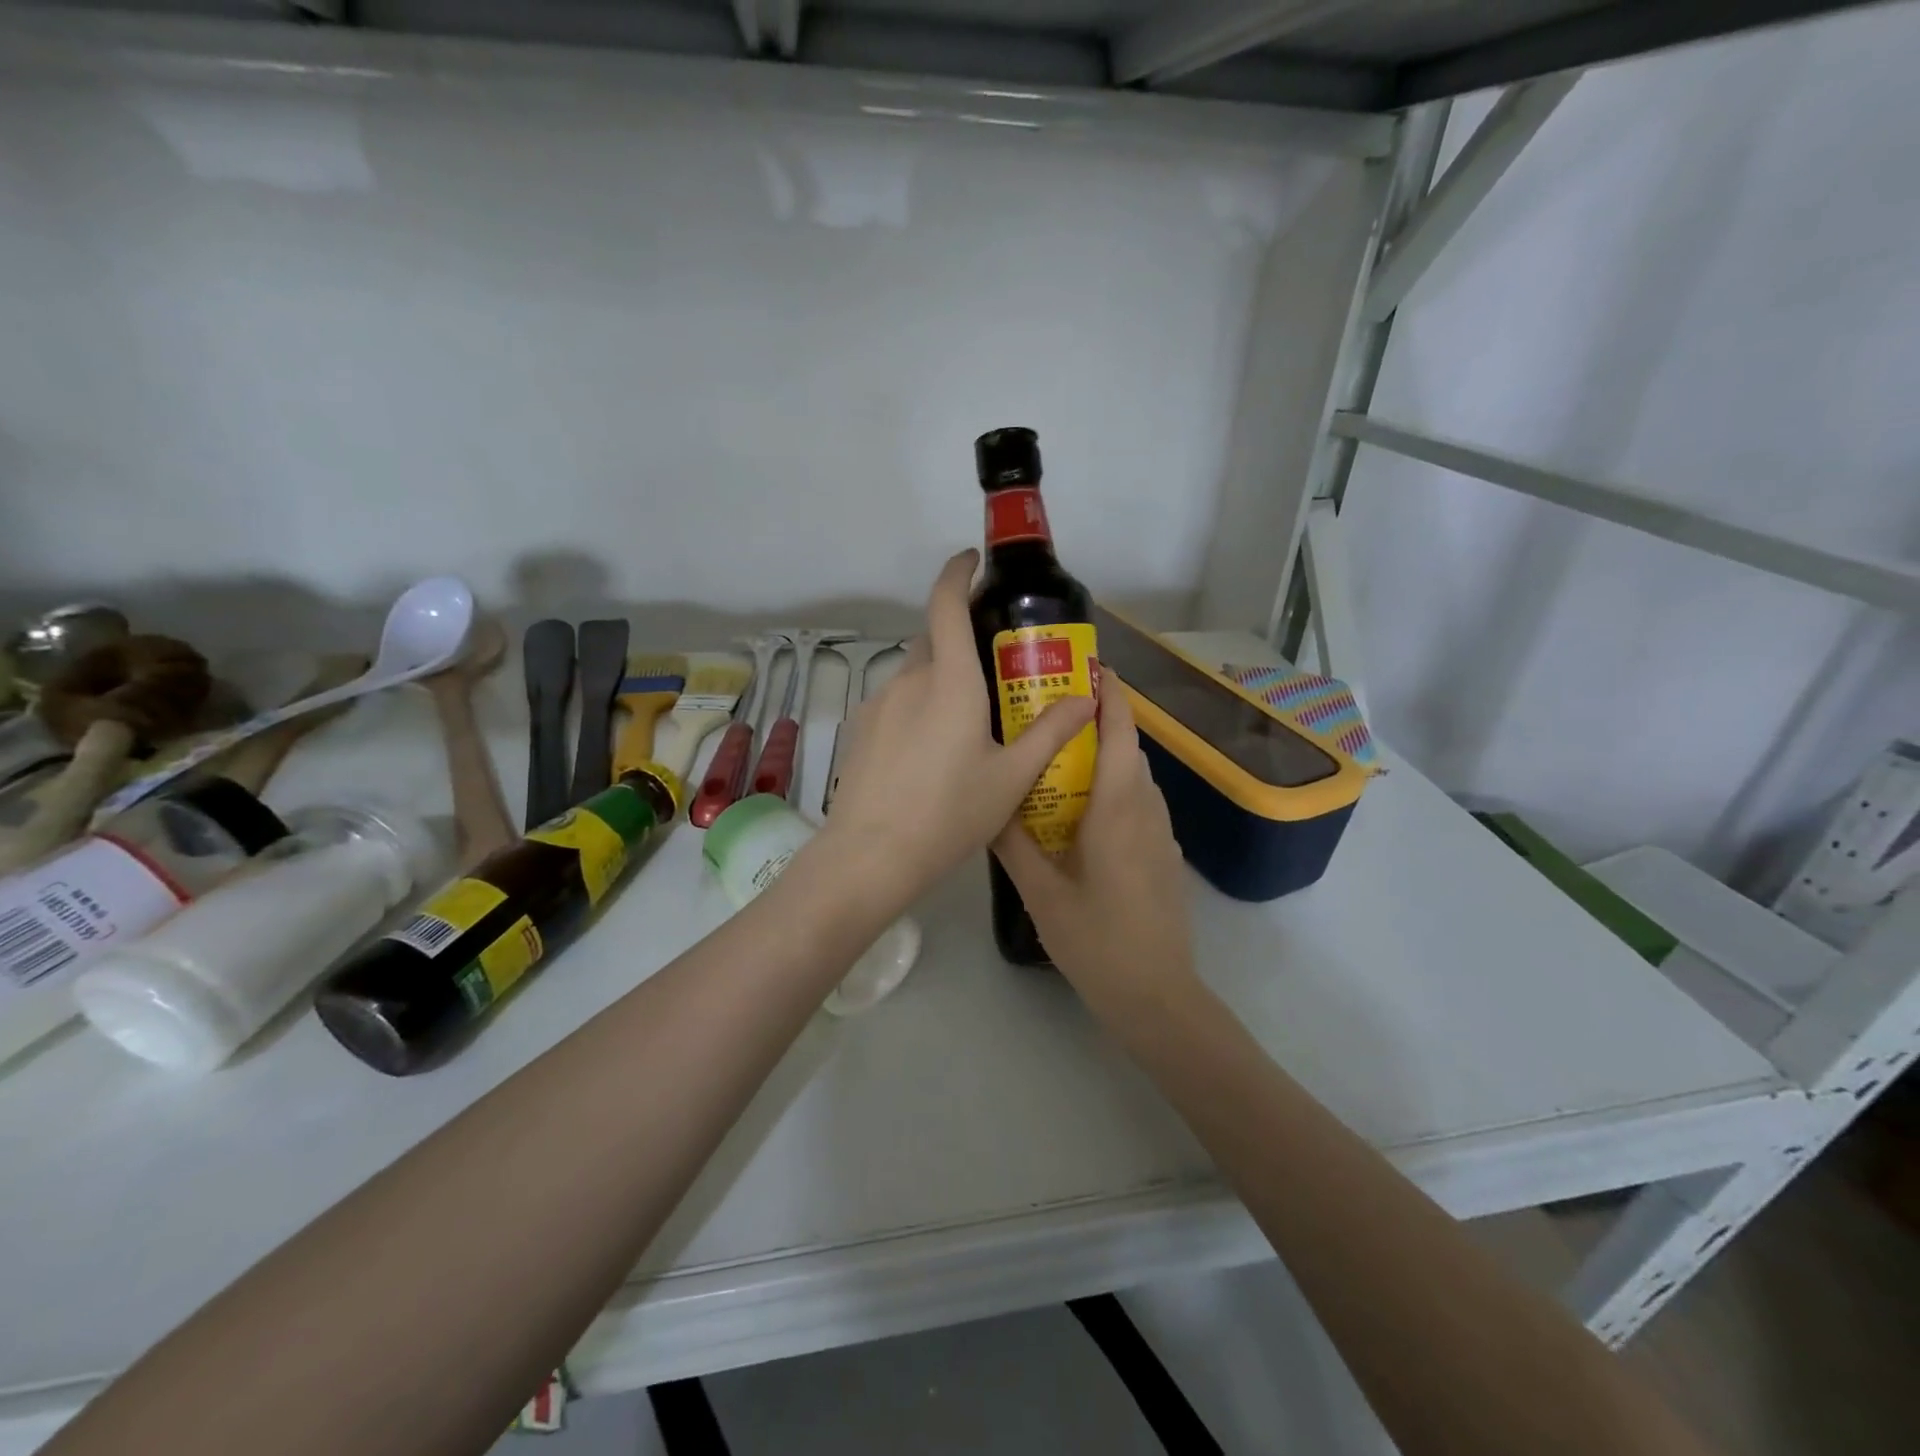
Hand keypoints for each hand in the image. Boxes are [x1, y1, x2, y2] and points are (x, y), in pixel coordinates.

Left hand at [818, 550, 1094, 912]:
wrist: (871, 856)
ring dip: (940, 676)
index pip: (946, 603)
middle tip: (994, 663)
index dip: (958, 572)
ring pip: (915, 671)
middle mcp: (910, 679)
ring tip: (967, 718)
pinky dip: (919, 704)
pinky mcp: (862, 728)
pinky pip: (897, 700)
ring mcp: (879, 703)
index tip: (973, 559)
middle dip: (961, 634)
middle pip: (934, 637)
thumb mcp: (1012, 777)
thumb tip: (1088, 698)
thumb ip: (1051, 732)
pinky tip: (931, 749)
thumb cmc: (949, 813)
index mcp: (949, 680)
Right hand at [991, 681, 1195, 1009]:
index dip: (1109, 693)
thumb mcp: (1040, 890)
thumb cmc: (1096, 939)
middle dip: (1097, 722)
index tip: (1086, 667)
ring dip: (1106, 757)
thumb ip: (1013, 842)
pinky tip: (1081, 813)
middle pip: (1128, 748)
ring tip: (1059, 759)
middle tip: (1048, 715)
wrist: (1156, 995)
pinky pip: (1139, 804)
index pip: (1121, 730)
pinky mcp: (1163, 855)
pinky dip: (1114, 789)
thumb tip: (987, 801)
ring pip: (1135, 777)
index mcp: (1119, 806)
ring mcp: (1161, 833)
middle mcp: (1147, 808)